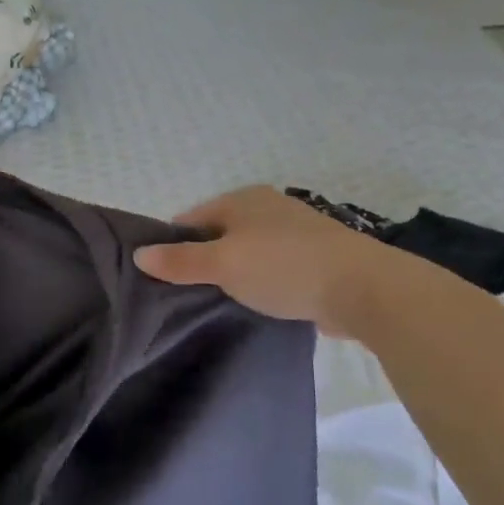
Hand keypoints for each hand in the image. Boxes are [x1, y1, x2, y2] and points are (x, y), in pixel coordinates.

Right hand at [134, 186, 391, 336]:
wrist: (364, 288)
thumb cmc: (284, 266)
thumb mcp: (223, 264)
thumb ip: (180, 261)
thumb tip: (139, 254)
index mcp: (242, 199)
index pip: (190, 219)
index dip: (171, 246)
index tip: (161, 278)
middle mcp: (267, 208)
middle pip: (217, 235)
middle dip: (201, 262)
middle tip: (184, 296)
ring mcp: (293, 232)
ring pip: (245, 254)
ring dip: (232, 276)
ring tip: (216, 304)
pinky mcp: (314, 259)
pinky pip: (271, 269)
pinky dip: (259, 284)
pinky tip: (254, 305)